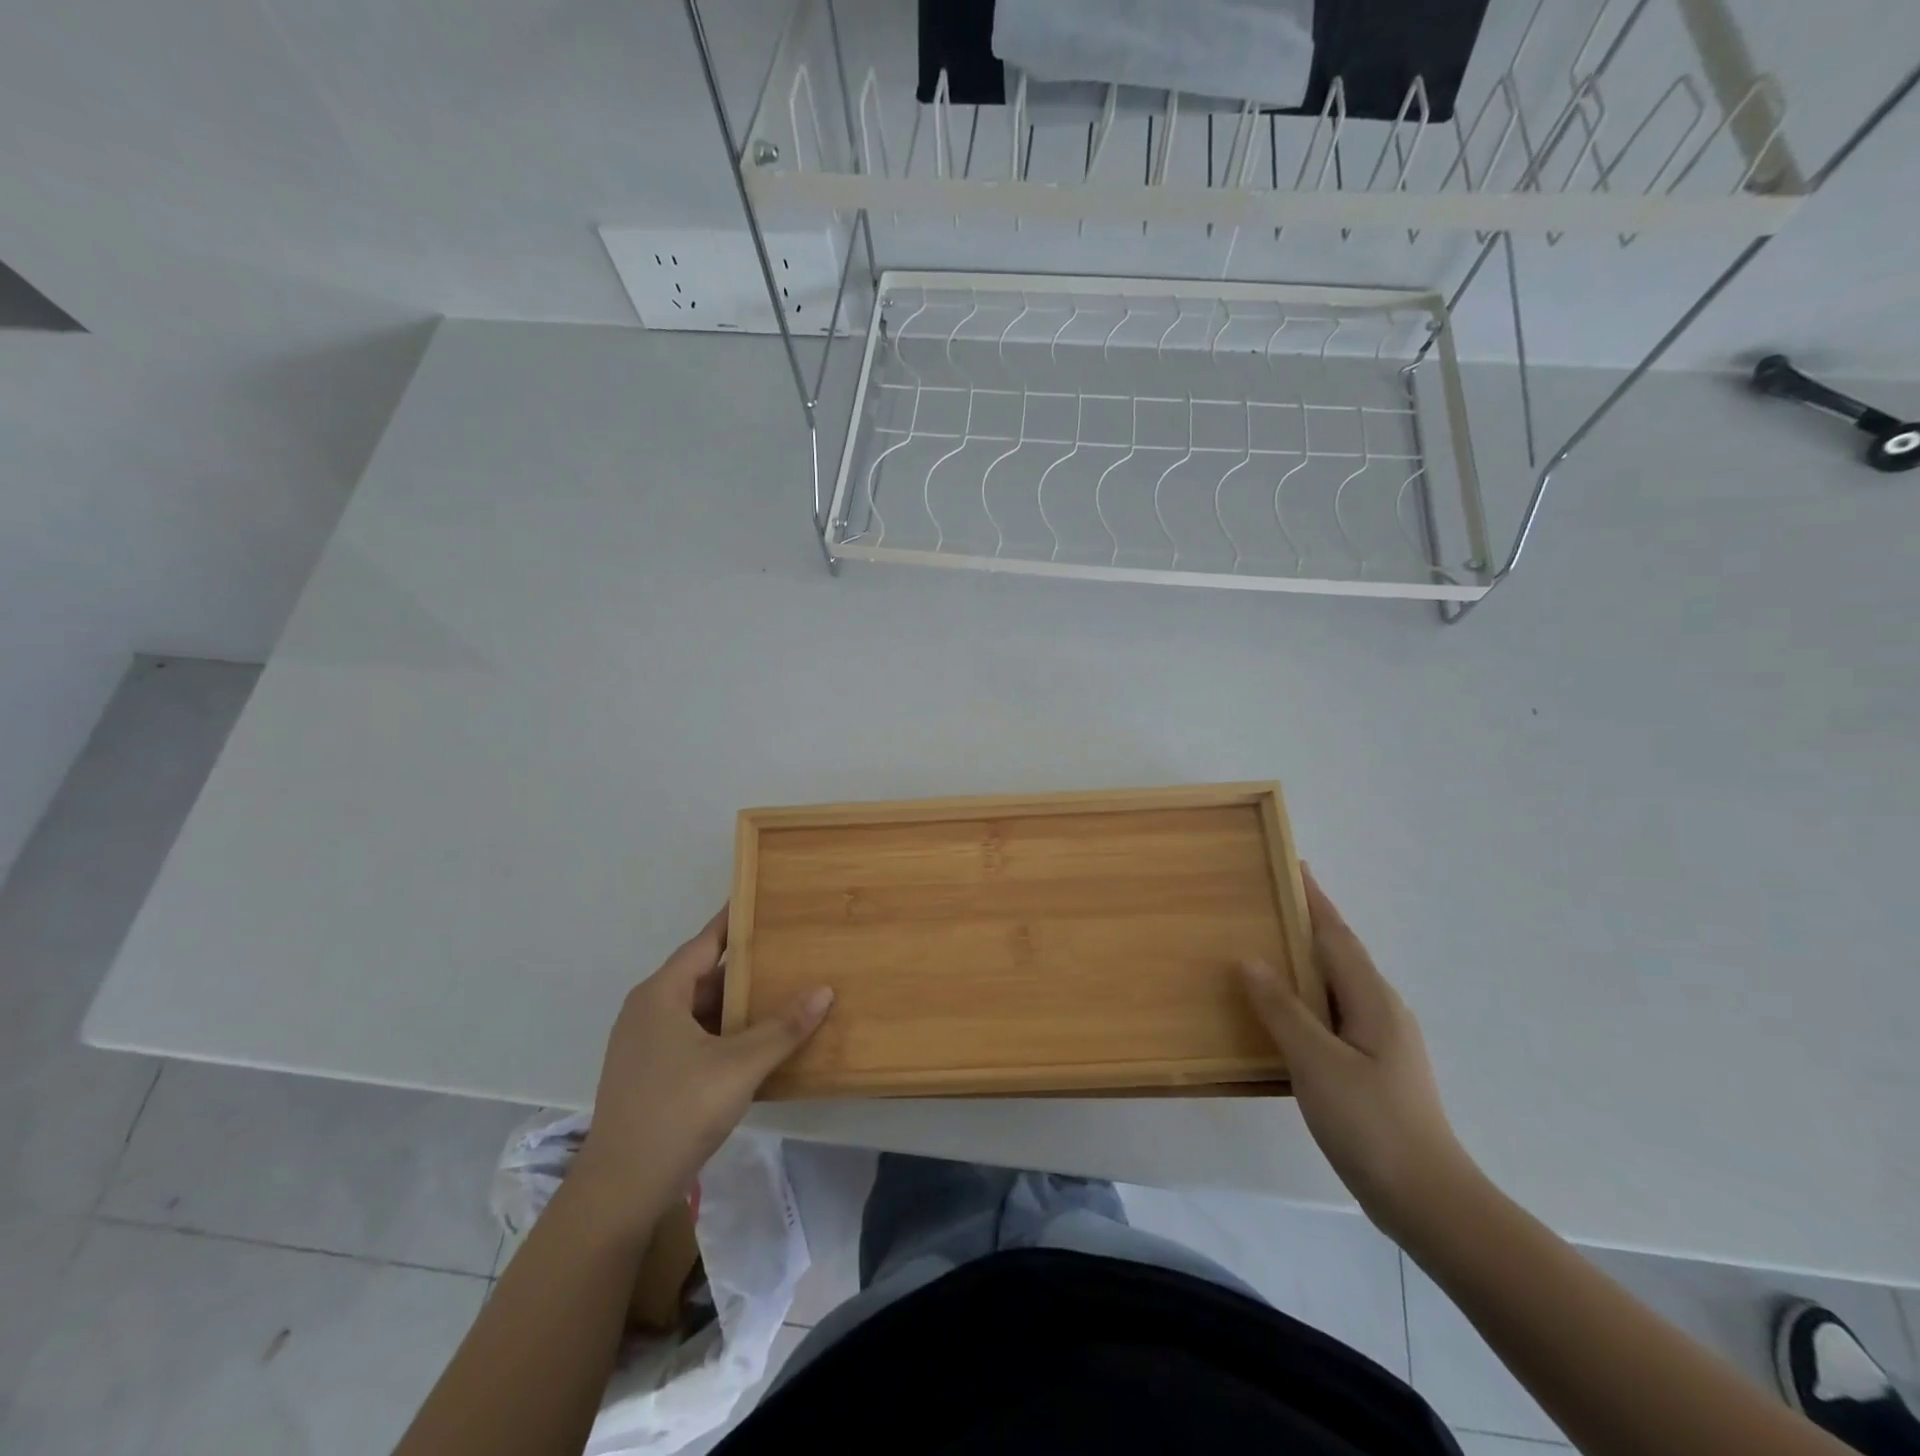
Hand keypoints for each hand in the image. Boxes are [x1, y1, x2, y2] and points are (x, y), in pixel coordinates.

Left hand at [571, 907, 833, 1222]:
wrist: (619, 1189)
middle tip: (788, 949)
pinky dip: (723, 1030)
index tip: (764, 900)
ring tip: (782, 990)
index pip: (705, 943)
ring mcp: (644, 1044)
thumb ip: (783, 1028)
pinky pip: (692, 1035)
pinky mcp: (648, 1072)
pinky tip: (755, 1040)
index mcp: (661, 995)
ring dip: (736, 1003)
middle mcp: (647, 1010)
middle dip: (745, 966)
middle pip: (703, 975)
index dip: (735, 921)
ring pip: (699, 1009)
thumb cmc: (678, 1111)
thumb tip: (824, 990)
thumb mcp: (739, 1066)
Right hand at [1241, 870, 1476, 1243]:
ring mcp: (1381, 1041)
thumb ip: (1283, 1009)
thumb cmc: (1372, 1123)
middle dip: (1307, 924)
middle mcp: (1381, 1010)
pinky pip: (1333, 1014)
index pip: (1337, 935)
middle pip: (1338, 954)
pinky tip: (1284, 1012)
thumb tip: (1251, 959)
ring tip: (1266, 947)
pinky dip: (1306, 998)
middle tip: (1265, 902)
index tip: (1293, 865)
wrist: (1429, 1201)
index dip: (1314, 900)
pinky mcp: (1373, 1067)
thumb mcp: (1318, 1062)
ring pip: (1336, 986)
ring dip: (1305, 962)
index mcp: (1372, 1000)